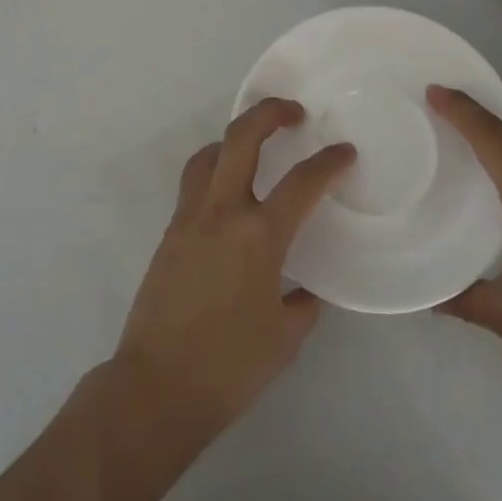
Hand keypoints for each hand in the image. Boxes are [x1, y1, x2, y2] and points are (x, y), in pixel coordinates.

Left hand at [112, 98, 353, 443]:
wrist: (157, 387)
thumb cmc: (230, 367)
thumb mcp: (284, 339)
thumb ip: (302, 304)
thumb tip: (306, 290)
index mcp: (259, 236)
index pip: (302, 183)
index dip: (329, 162)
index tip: (344, 153)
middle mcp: (222, 213)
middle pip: (241, 138)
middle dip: (269, 113)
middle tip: (292, 112)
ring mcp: (189, 219)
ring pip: (208, 155)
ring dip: (234, 140)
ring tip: (254, 149)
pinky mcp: (169, 233)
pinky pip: (193, 185)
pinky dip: (213, 173)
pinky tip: (229, 198)